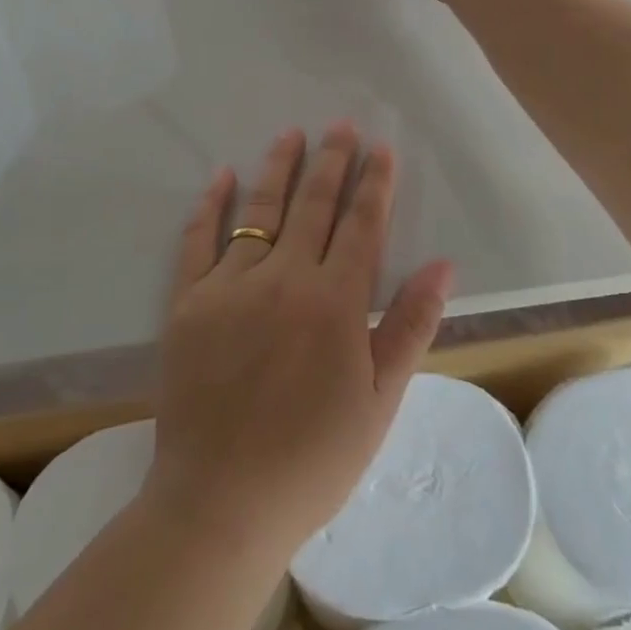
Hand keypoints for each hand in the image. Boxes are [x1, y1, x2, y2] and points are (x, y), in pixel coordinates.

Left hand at [146, 124, 453, 559]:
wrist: (222, 503)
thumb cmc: (313, 459)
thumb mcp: (380, 401)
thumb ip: (410, 326)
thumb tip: (443, 265)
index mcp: (335, 303)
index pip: (362, 225)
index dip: (374, 184)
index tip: (382, 149)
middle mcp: (284, 279)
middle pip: (313, 205)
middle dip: (332, 161)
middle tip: (341, 126)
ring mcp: (230, 287)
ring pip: (260, 210)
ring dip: (278, 168)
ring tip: (292, 134)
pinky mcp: (188, 303)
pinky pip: (198, 241)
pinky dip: (211, 205)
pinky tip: (222, 177)